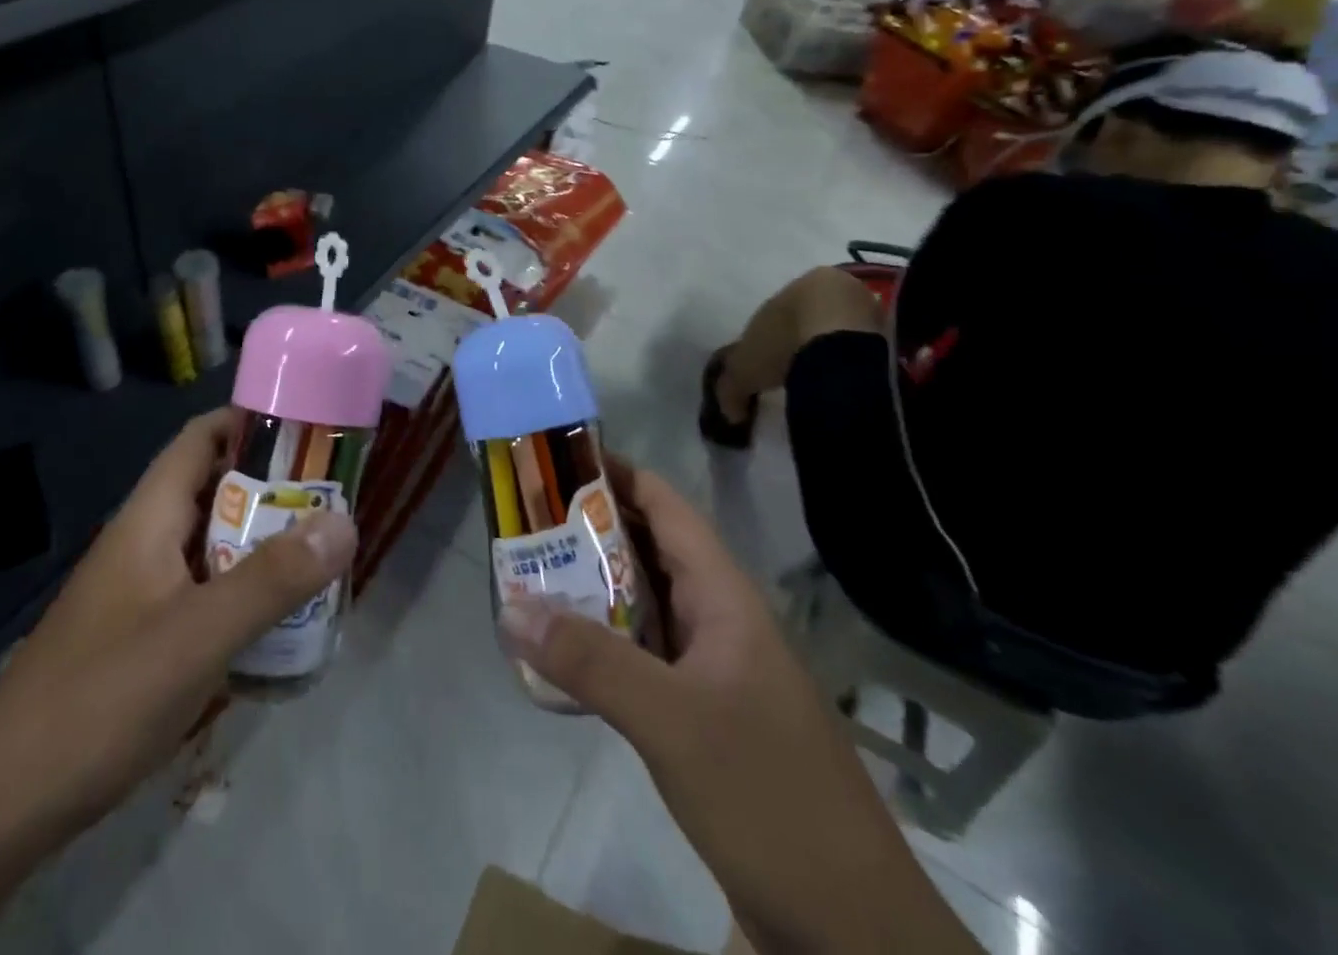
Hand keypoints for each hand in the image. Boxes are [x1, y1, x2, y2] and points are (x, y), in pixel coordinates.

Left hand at [0, 408, 357, 840]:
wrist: (4, 806)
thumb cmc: (102, 699)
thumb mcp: (198, 635)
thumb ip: (273, 579)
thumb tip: (345, 522)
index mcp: (148, 519)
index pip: (200, 439)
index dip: (250, 421)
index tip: (308, 429)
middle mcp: (142, 542)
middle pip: (212, 490)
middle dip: (271, 488)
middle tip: (331, 500)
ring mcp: (138, 592)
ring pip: (210, 545)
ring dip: (259, 543)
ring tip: (319, 555)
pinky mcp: (138, 637)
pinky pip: (201, 592)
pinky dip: (240, 592)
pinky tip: (275, 622)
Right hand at [497, 460, 978, 954]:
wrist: (854, 935)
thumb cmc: (769, 797)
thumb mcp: (672, 721)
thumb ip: (590, 661)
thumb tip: (512, 608)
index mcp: (724, 597)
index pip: (665, 506)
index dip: (614, 473)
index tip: (553, 459)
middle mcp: (718, 620)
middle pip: (647, 551)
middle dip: (587, 530)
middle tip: (523, 521)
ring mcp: (713, 671)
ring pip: (642, 606)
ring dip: (590, 590)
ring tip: (527, 577)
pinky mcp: (703, 718)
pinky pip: (643, 659)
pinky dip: (601, 646)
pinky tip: (561, 658)